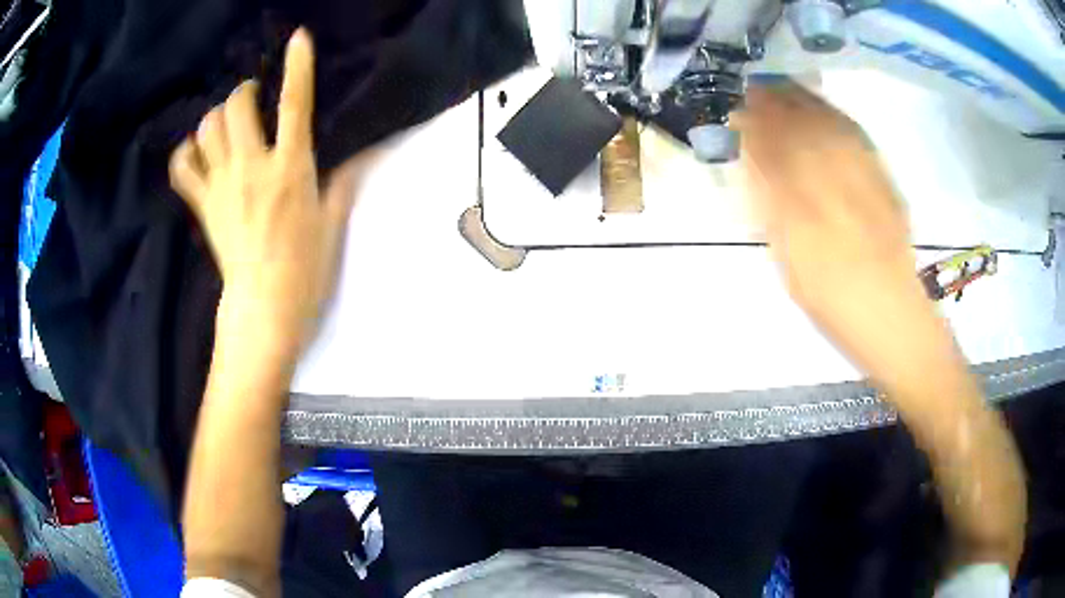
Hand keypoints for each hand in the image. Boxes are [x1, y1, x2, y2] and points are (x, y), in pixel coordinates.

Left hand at [169, 28, 356, 356]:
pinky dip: (185, 152)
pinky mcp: (203, 205)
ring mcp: (222, 186)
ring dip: (216, 117)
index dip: (298, 66)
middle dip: (243, 91)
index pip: (295, 104)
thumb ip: (343, 181)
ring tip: (225, 123)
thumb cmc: (304, 268)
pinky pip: (182, 167)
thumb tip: (363, 154)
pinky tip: (195, 152)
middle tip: (251, 97)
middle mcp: (253, 167)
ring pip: (207, 129)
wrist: (263, 307)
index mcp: (291, 168)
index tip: (298, 38)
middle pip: (237, 106)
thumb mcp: (331, 223)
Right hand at [733, 81, 1025, 572]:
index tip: (735, 107)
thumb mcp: (794, 269)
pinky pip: (856, 137)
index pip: (777, 150)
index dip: (755, 124)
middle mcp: (839, 186)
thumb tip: (755, 170)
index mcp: (811, 211)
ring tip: (780, 87)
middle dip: (775, 104)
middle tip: (752, 88)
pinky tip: (821, 108)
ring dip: (802, 102)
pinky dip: (833, 116)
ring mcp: (866, 180)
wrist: (896, 319)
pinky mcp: (884, 182)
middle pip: (803, 129)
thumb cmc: (838, 306)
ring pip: (829, 126)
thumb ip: (776, 216)